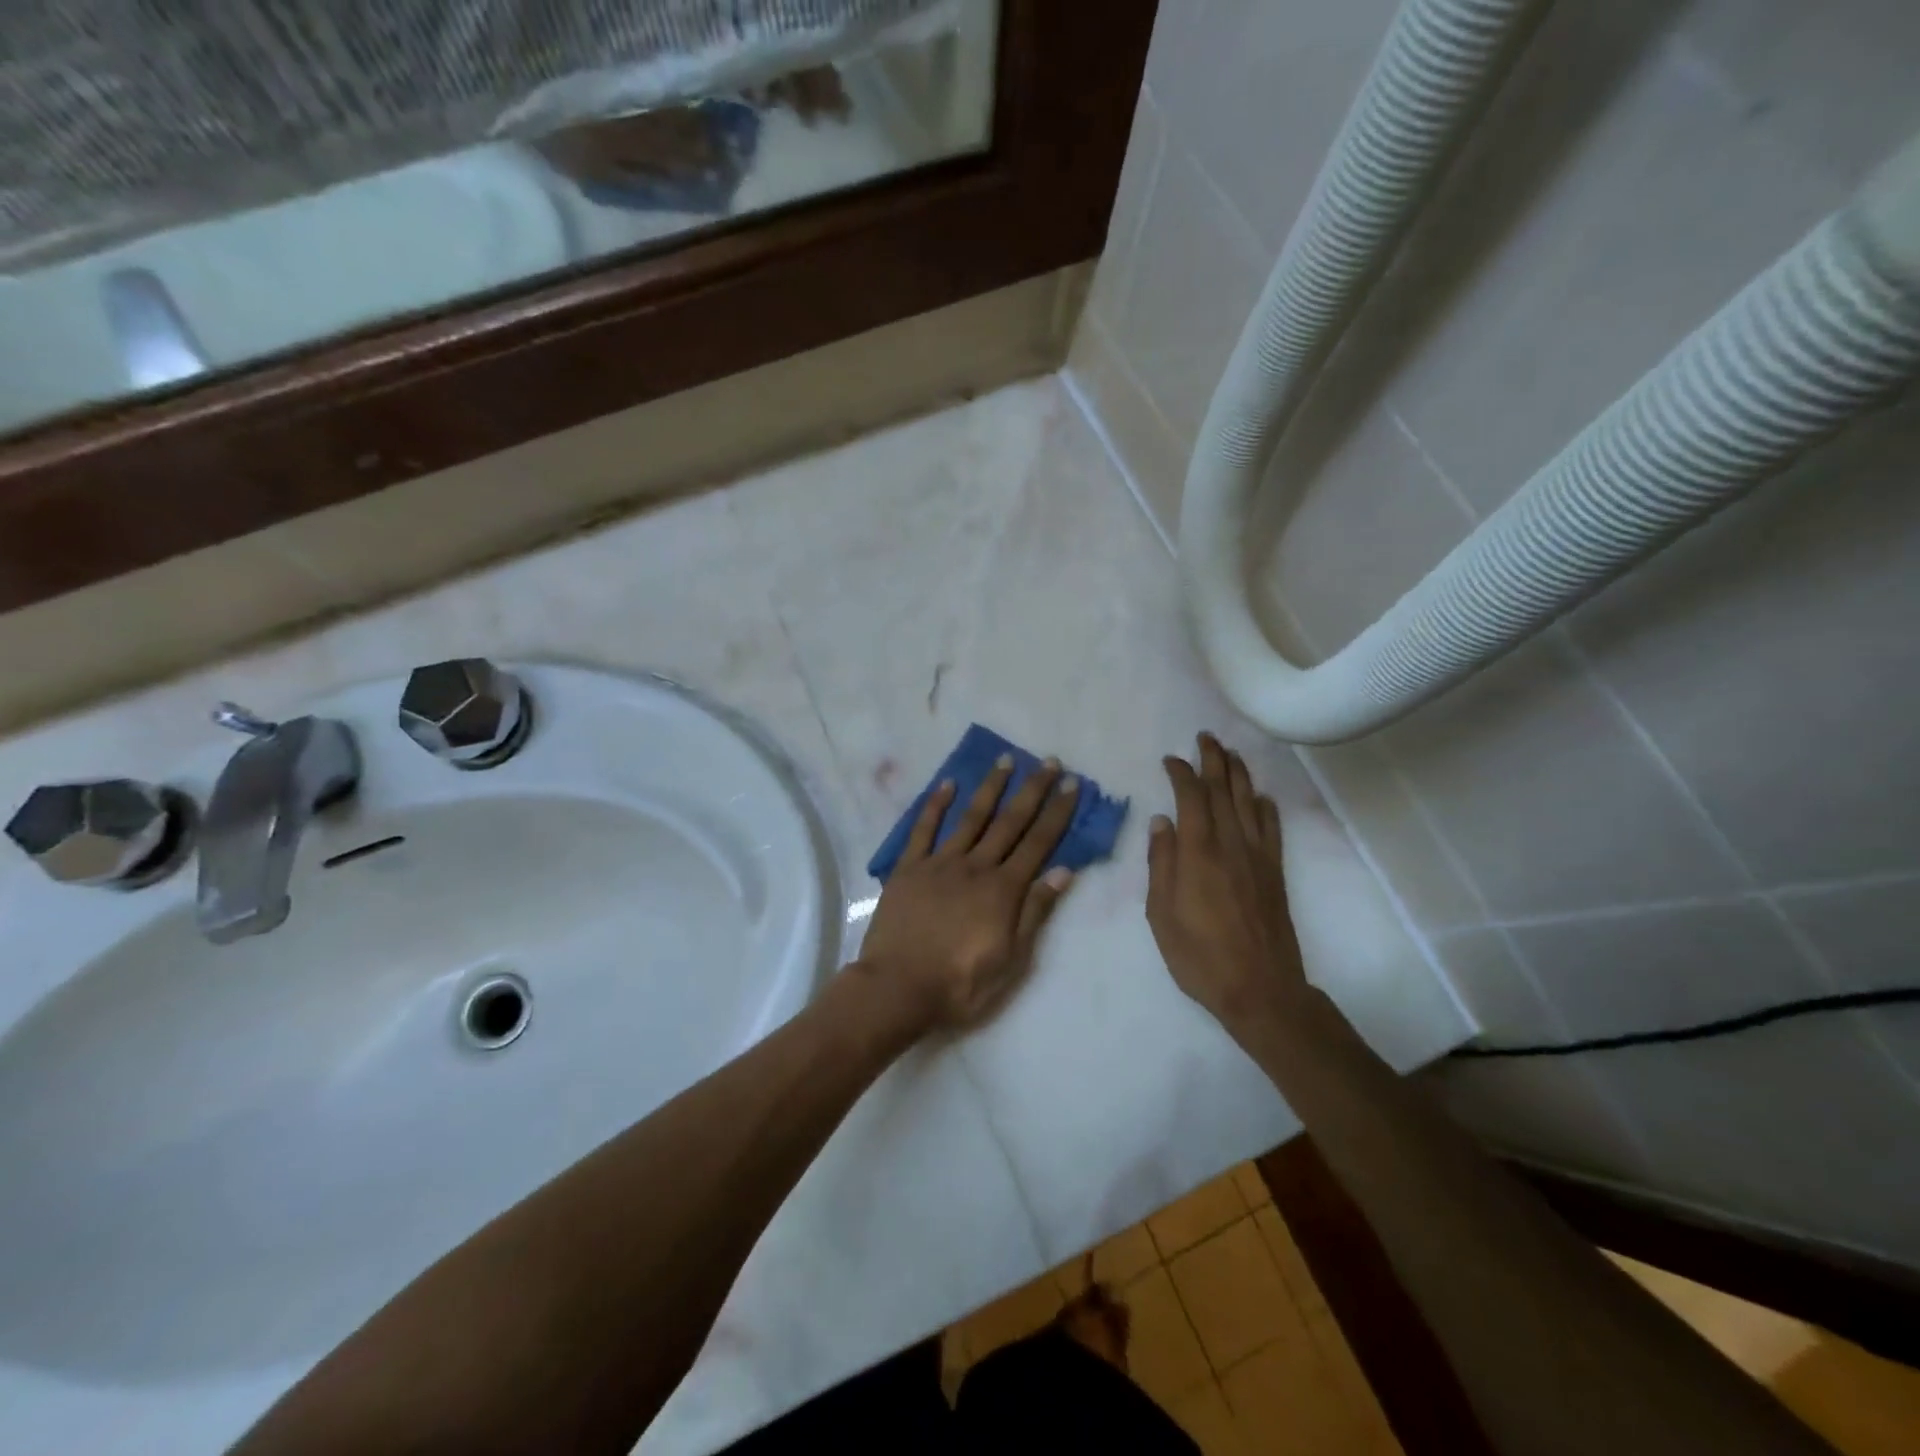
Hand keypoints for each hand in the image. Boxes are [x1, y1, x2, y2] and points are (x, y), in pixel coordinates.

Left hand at [859, 754, 1079, 1031]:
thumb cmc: (960, 984)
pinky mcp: (909, 868)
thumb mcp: (1011, 960)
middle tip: (1049, 762)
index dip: (1057, 812)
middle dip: (1032, 790)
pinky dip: (935, 805)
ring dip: (990, 787)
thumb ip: (1034, 912)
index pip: (1038, 843)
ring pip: (970, 817)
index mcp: (1003, 890)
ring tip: (1005, 760)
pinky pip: (923, 830)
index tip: (1072, 784)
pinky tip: (947, 784)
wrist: (897, 988)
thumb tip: (1062, 871)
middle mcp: (975, 867)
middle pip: (1009, 822)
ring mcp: (940, 863)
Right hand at [1146, 734, 1307, 1036]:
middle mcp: (1231, 845)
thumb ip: (1162, 863)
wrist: (1259, 989)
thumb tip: (1162, 822)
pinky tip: (1261, 797)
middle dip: (1214, 760)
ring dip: (1239, 774)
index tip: (1170, 759)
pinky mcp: (1275, 873)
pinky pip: (1271, 830)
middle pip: (1224, 791)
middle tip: (1206, 737)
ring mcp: (1257, 857)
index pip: (1191, 798)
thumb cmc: (1199, 955)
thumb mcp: (1161, 913)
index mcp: (1199, 853)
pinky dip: (1266, 808)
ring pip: (1249, 803)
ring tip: (1230, 753)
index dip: (1181, 773)